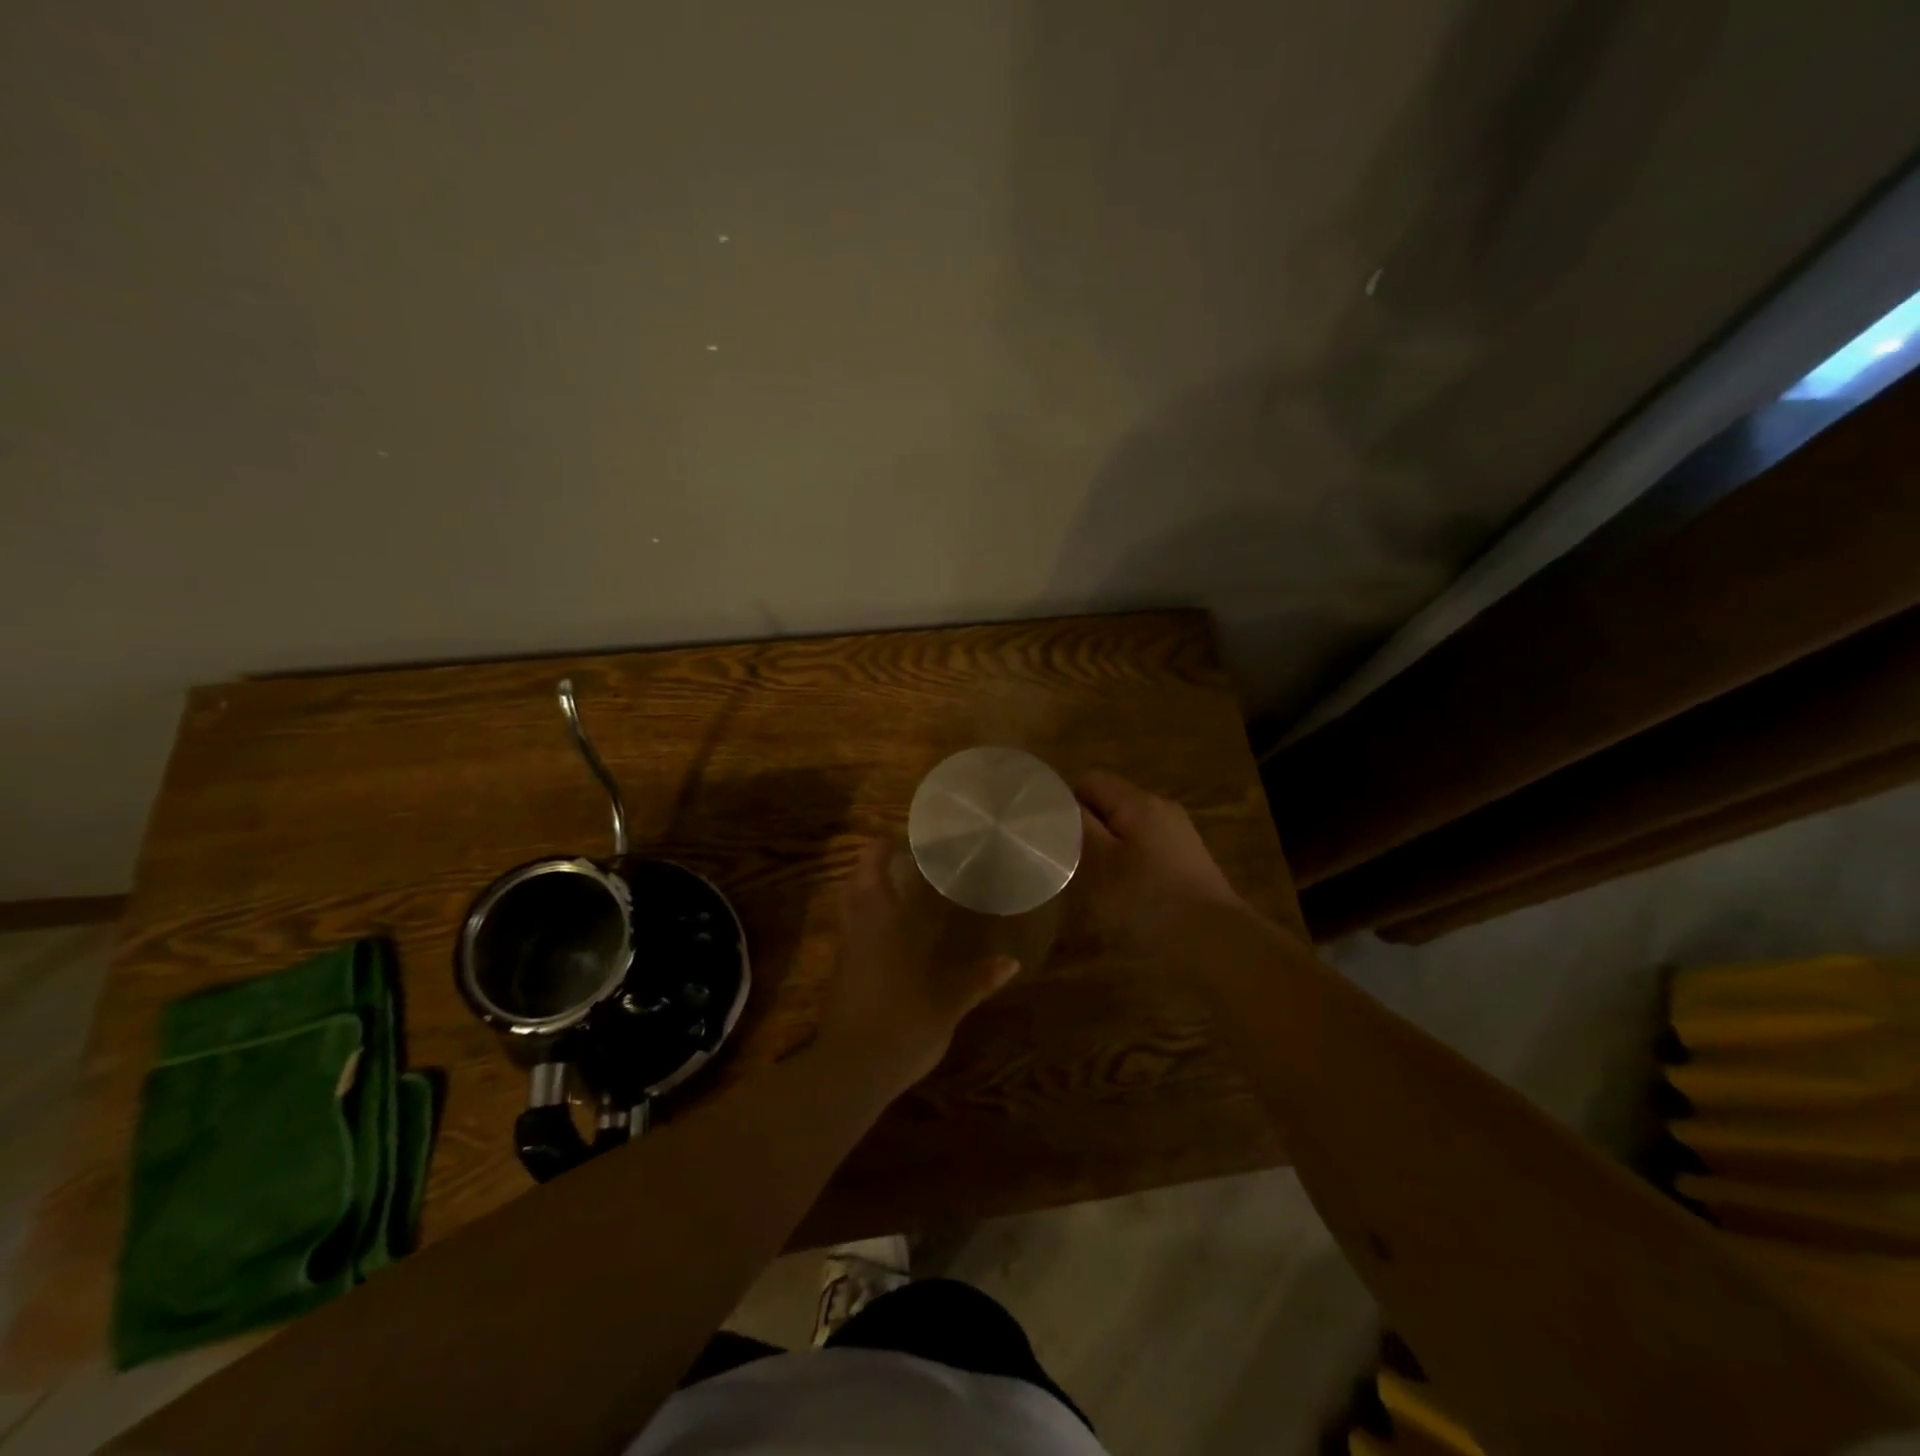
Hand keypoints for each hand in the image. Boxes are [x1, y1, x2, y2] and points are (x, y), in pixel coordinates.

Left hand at [816, 838, 1021, 1091]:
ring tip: (893, 888)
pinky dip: (865, 920)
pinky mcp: (840, 975)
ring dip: (864, 889)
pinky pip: (851, 932)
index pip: (876, 869)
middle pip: (856, 882)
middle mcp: (861, 928)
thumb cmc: (904, 1022)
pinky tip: (887, 934)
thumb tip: (1011, 962)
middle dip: (871, 863)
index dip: (884, 848)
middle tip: (897, 857)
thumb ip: (977, 979)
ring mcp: (847, 951)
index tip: (903, 838)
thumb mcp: (948, 1002)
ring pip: (849, 905)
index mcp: (885, 922)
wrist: (852, 1068)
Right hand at [1075, 771, 1251, 949]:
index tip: (1047, 834)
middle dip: (1084, 827)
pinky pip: (1145, 848)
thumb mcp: (1101, 863)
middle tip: (1065, 859)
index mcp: (1138, 802)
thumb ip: (1078, 827)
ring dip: (1106, 847)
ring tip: (1090, 879)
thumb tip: (1060, 802)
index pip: (1089, 781)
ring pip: (1127, 827)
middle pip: (1110, 803)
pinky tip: (1122, 892)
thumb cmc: (1149, 901)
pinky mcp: (1187, 861)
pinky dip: (1127, 862)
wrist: (1217, 943)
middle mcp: (1161, 808)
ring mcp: (1178, 835)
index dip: (1064, 803)